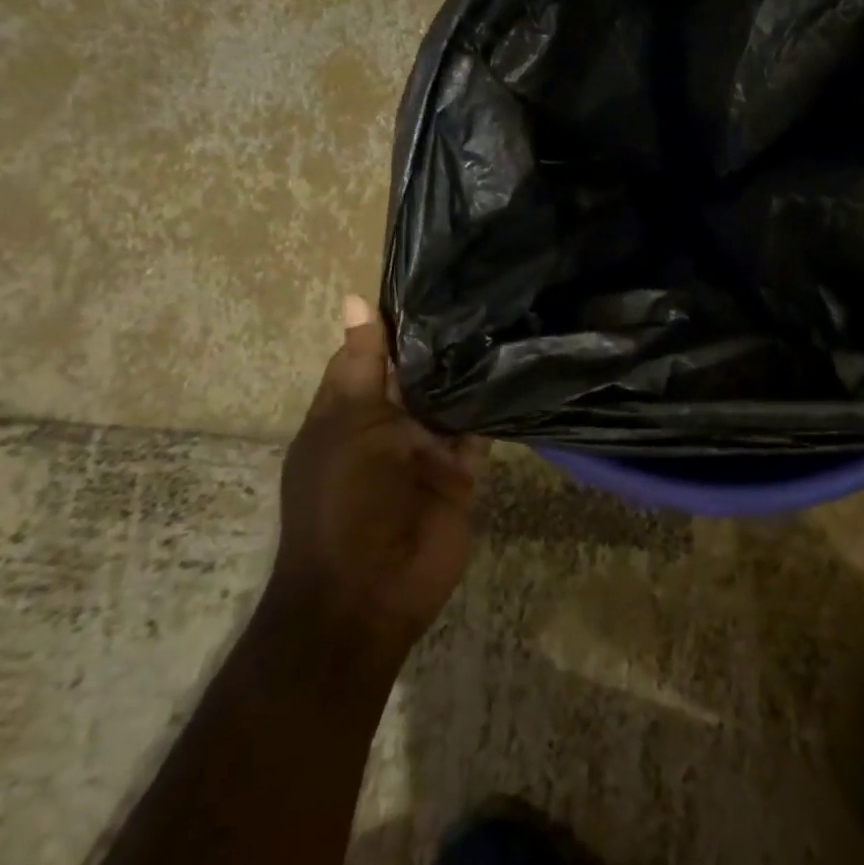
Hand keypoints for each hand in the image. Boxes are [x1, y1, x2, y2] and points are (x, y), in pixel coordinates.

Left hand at [272, 295, 486, 653]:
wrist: (370, 589)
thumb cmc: (344, 499)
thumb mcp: (348, 423)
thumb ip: (365, 363)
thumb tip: (356, 298)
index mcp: (347, 410)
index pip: (371, 353)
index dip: (395, 320)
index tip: (435, 275)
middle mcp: (387, 424)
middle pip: (417, 373)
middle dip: (443, 341)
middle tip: (487, 286)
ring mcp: (425, 448)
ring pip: (452, 399)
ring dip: (471, 371)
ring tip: (509, 316)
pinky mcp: (460, 470)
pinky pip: (479, 431)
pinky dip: (494, 407)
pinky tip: (519, 369)